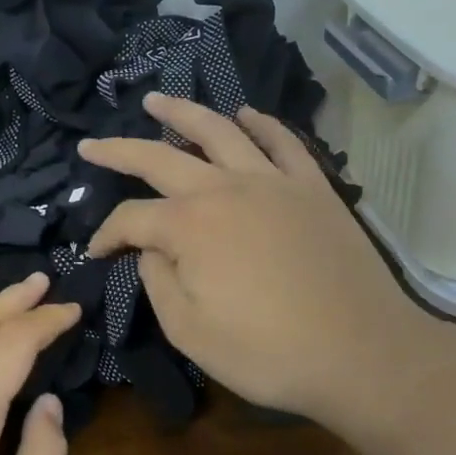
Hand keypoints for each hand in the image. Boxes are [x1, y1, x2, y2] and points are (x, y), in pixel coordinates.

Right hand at [79, 92, 455, 432]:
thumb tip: (151, 251)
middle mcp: (224, 188)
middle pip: (159, 157)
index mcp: (189, 226)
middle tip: (92, 144)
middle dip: (119, 150)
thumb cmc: (269, 352)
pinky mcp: (312, 186)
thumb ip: (157, 282)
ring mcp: (272, 181)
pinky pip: (283, 142)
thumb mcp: (190, 332)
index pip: (131, 218)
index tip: (96, 254)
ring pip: (219, 130)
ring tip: (157, 100)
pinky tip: (245, 114)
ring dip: (182, 112)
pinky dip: (261, 123)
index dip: (107, 235)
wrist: (364, 354)